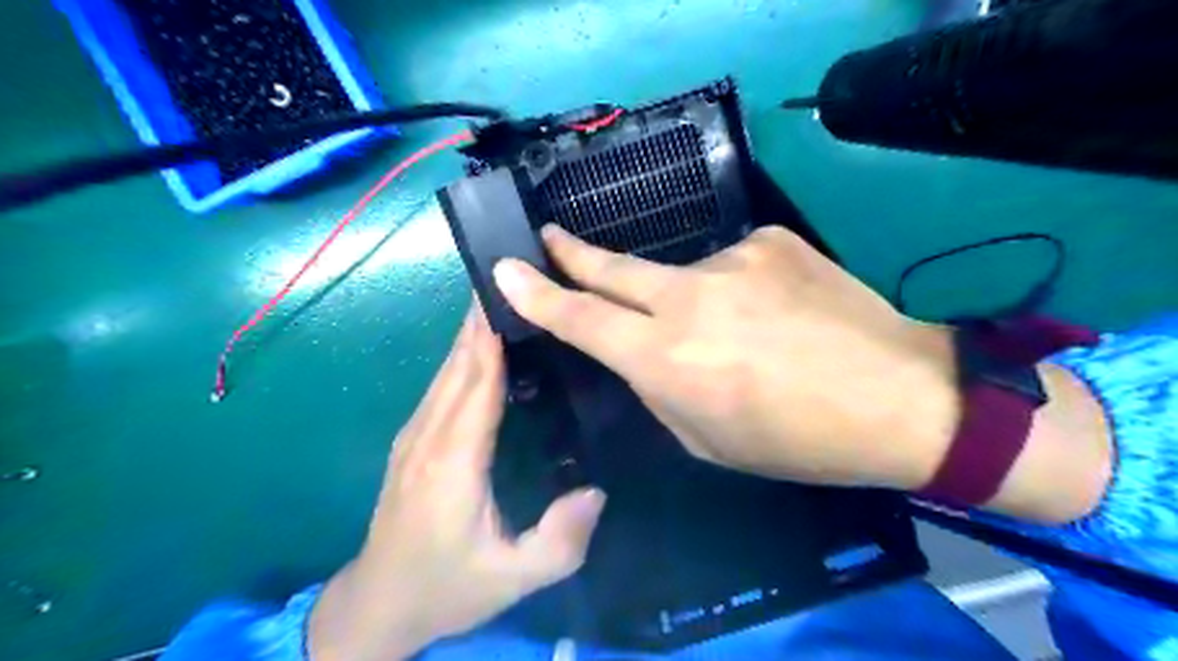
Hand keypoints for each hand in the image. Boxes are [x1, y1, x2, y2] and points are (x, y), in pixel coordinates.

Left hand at [311, 305, 606, 659]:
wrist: (379, 604)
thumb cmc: (447, 587)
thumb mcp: (512, 579)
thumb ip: (560, 541)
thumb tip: (597, 491)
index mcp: (453, 461)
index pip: (477, 383)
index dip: (492, 336)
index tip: (512, 293)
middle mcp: (428, 437)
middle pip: (458, 364)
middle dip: (482, 318)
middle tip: (515, 278)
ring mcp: (414, 436)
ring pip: (446, 370)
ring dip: (472, 332)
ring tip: (504, 300)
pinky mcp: (411, 441)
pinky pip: (441, 386)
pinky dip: (463, 357)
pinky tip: (482, 346)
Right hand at [489, 224, 955, 490]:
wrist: (902, 397)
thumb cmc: (799, 440)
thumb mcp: (708, 439)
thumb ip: (659, 389)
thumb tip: (637, 351)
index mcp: (671, 361)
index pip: (583, 320)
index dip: (539, 295)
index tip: (506, 270)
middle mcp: (692, 299)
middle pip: (614, 269)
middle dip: (573, 253)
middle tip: (549, 237)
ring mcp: (735, 259)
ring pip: (685, 277)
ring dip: (694, 302)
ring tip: (744, 334)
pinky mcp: (772, 240)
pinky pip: (733, 265)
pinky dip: (739, 290)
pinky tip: (776, 314)